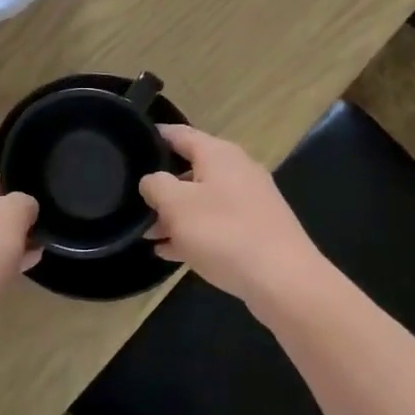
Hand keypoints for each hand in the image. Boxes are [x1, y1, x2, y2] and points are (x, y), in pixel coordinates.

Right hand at [140, 125, 329, 308]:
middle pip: (190, 169)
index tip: (130, 144)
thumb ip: (155, 185)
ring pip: (202, 200)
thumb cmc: (223, 232)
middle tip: (134, 201)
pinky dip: (194, 233)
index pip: (179, 133)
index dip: (154, 137)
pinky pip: (217, 224)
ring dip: (175, 215)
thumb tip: (152, 181)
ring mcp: (250, 201)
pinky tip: (171, 252)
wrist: (284, 280)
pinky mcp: (257, 230)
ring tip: (147, 234)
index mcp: (218, 154)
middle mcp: (237, 170)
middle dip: (162, 186)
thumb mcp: (176, 204)